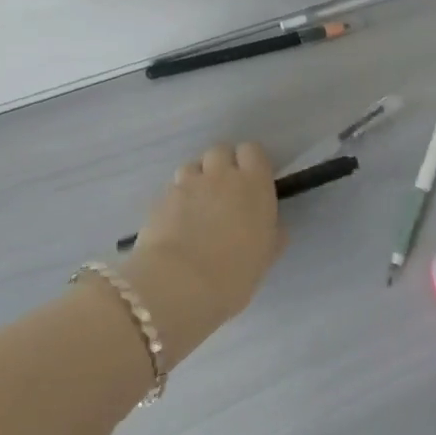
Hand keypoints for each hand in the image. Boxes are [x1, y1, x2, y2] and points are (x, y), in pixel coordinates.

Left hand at [126, 143, 284, 361]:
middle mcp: (220, 174)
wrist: (180, 283)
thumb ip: (272, 234)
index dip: (250, 163)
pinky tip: (176, 222)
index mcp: (253, 184)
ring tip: (196, 206)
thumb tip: (275, 227)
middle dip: (221, 165)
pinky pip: (172, 188)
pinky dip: (176, 199)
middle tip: (223, 193)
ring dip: (196, 179)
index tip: (250, 182)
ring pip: (192, 166)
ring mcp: (187, 183)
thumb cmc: (234, 274)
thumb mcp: (265, 257)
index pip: (252, 150)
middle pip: (220, 151)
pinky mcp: (161, 197)